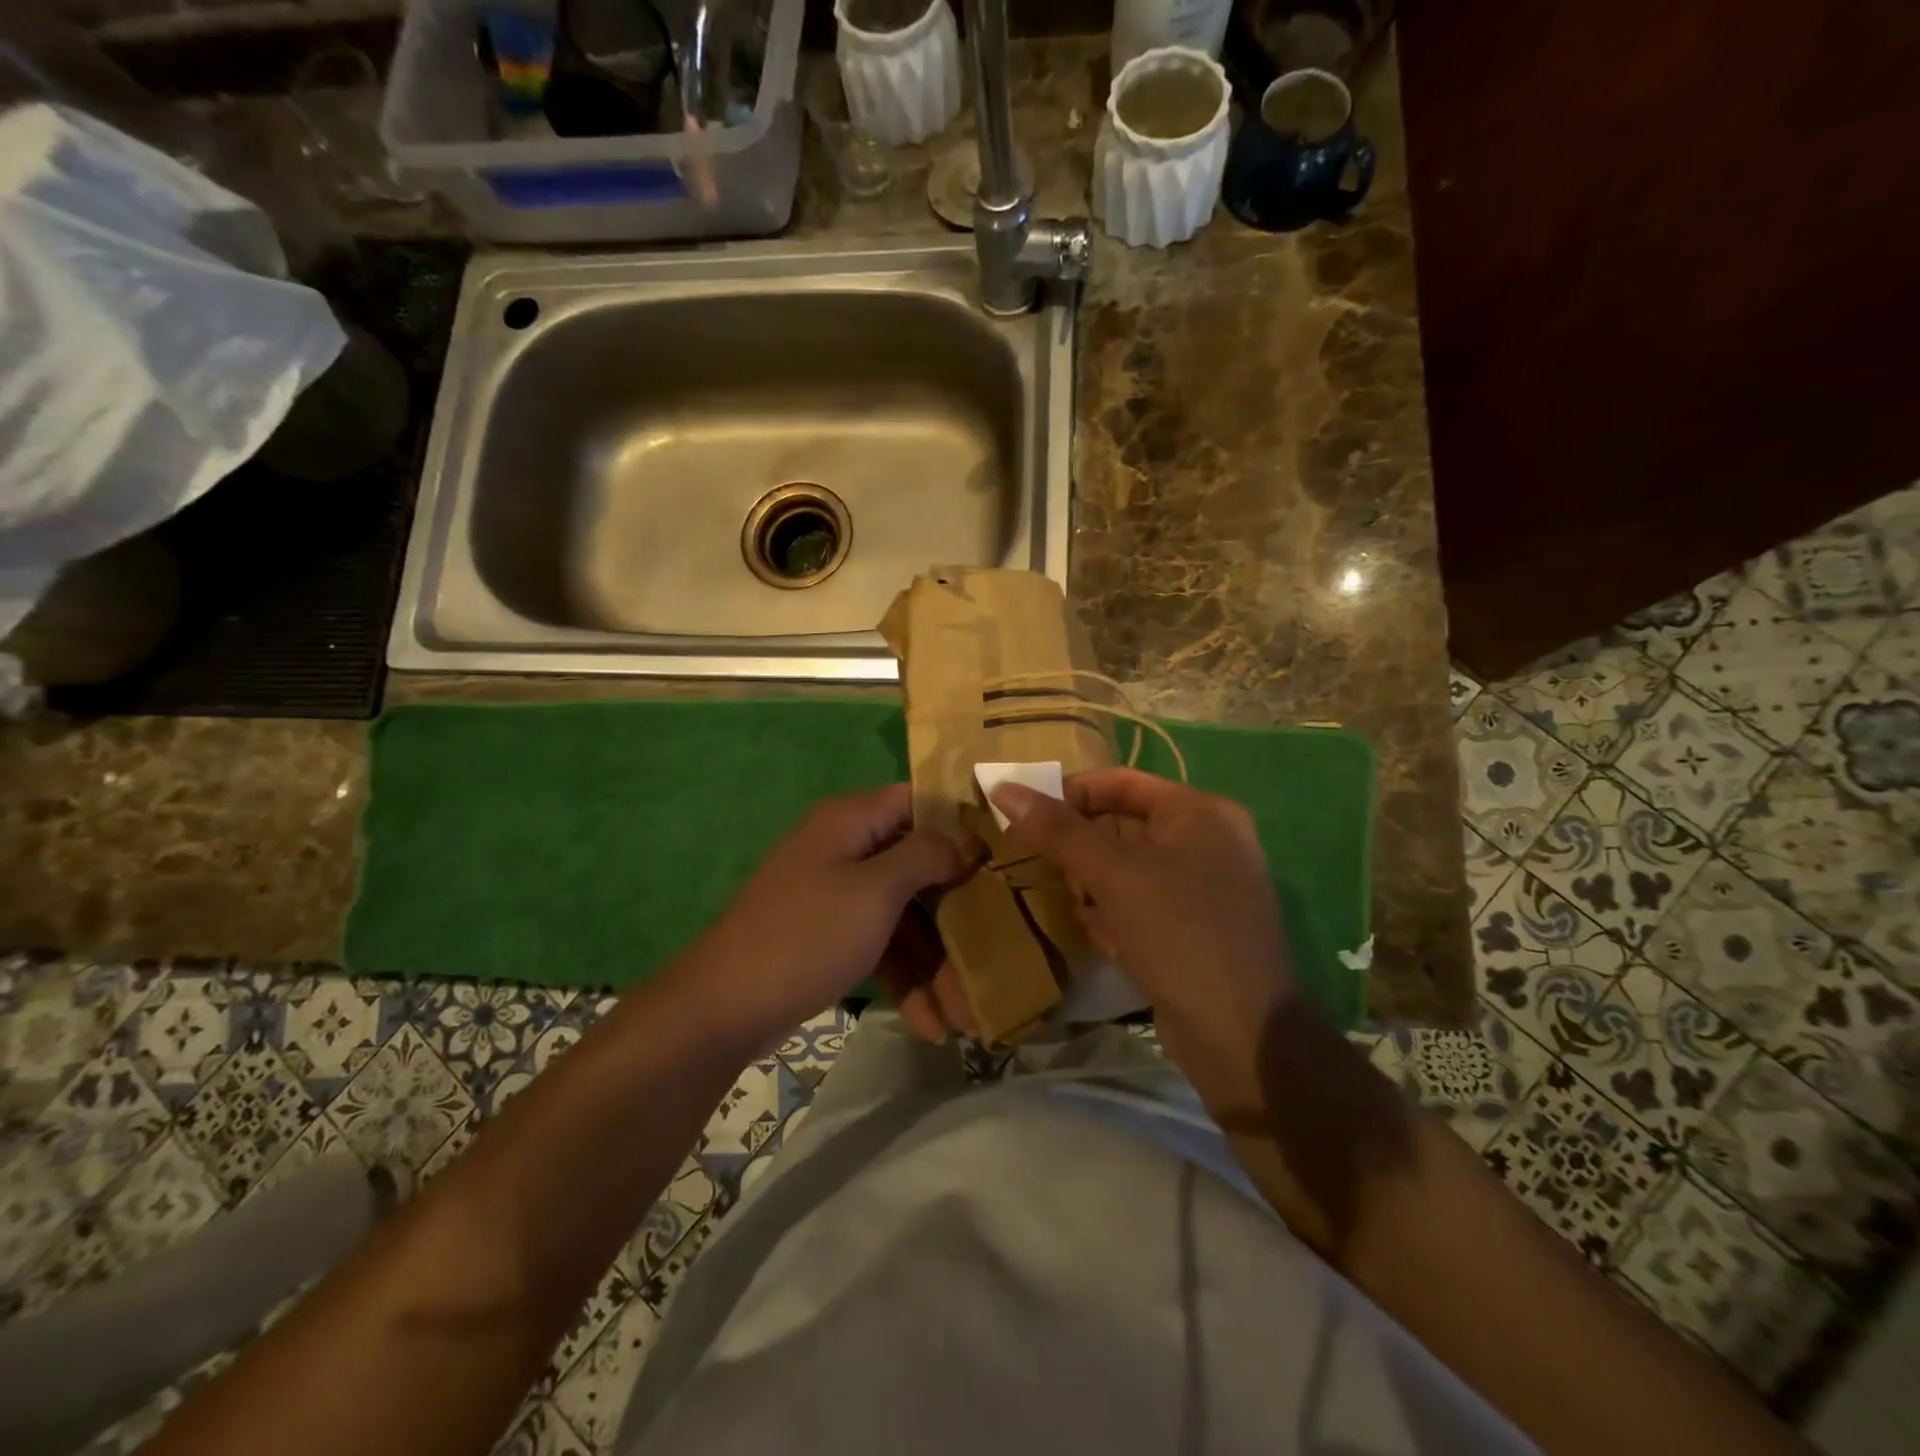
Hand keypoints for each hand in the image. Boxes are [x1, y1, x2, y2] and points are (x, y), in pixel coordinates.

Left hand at [677, 785, 975, 1049]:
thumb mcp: (875, 891)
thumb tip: (966, 837)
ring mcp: (836, 894)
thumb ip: (926, 856)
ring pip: (903, 913)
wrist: (724, 1006)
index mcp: (851, 820)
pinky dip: (904, 976)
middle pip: (917, 865)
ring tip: (965, 1013)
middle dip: (956, 912)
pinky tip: (929, 1023)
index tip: (1002, 851)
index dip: (961, 822)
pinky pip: (880, 943)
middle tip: (997, 945)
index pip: (919, 800)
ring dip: (934, 959)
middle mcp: (845, 848)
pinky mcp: (830, 935)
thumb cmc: (808, 934)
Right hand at [992, 768, 1296, 1111]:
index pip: (1120, 782)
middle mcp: (1208, 842)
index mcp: (1200, 813)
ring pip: (1128, 869)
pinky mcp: (1193, 929)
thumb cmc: (1178, 934)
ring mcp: (1204, 889)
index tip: (1023, 815)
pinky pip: (1141, 904)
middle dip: (1078, 846)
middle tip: (1036, 861)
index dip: (1069, 793)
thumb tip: (1003, 788)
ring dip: (1090, 882)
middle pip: (1124, 826)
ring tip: (1062, 899)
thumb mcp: (1113, 875)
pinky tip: (1096, 935)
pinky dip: (1112, 913)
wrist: (1241, 1036)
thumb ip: (1058, 831)